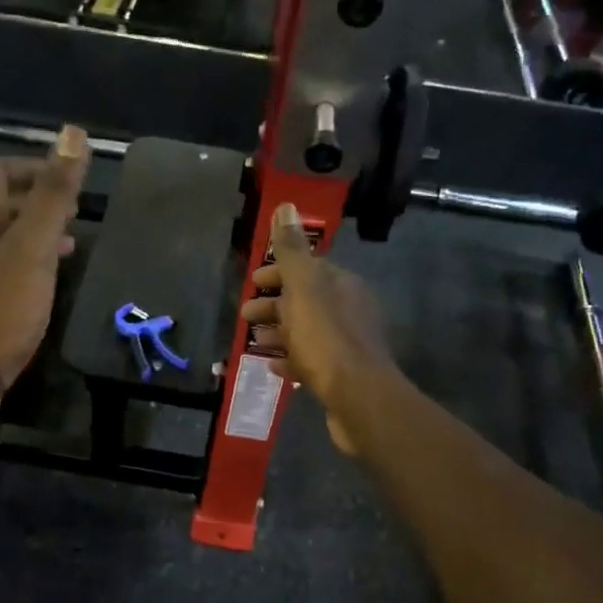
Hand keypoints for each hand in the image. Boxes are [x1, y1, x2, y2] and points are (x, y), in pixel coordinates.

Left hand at [0, 127, 89, 392]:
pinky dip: (23, 264)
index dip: (31, 167)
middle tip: (75, 215)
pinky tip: (44, 284)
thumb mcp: (33, 248)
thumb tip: (72, 133)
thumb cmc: (0, 307)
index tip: (67, 182)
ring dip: (33, 235)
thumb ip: (53, 194)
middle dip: (37, 203)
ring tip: (70, 248)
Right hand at [240, 203, 392, 453]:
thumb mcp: (303, 287)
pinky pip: (311, 360)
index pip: (307, 269)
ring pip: (306, 331)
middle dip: (273, 305)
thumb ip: (292, 249)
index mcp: (342, 285)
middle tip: (245, 316)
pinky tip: (274, 366)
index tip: (251, 283)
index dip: (277, 274)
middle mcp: (350, 310)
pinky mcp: (343, 375)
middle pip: (305, 301)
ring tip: (253, 342)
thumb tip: (286, 205)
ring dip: (278, 332)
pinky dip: (291, 358)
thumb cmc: (326, 338)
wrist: (358, 396)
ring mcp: (347, 344)